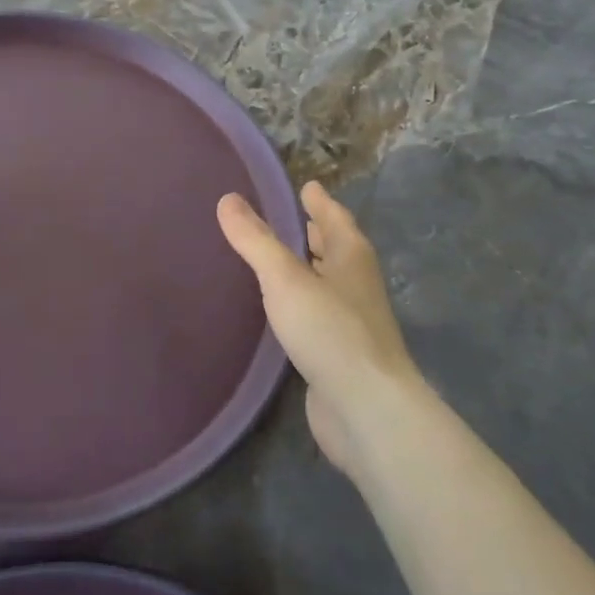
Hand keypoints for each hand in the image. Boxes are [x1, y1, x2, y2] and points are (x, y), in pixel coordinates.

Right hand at [217, 181, 422, 478]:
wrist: (367, 409)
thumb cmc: (330, 331)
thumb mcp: (285, 278)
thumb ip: (256, 240)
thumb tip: (228, 199)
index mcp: (351, 258)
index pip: (335, 218)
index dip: (320, 202)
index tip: (307, 185)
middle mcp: (356, 285)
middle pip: (337, 249)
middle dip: (318, 233)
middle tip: (294, 217)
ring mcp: (352, 322)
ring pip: (328, 283)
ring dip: (310, 268)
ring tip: (281, 258)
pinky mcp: (340, 354)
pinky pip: (319, 315)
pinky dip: (302, 302)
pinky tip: (282, 310)